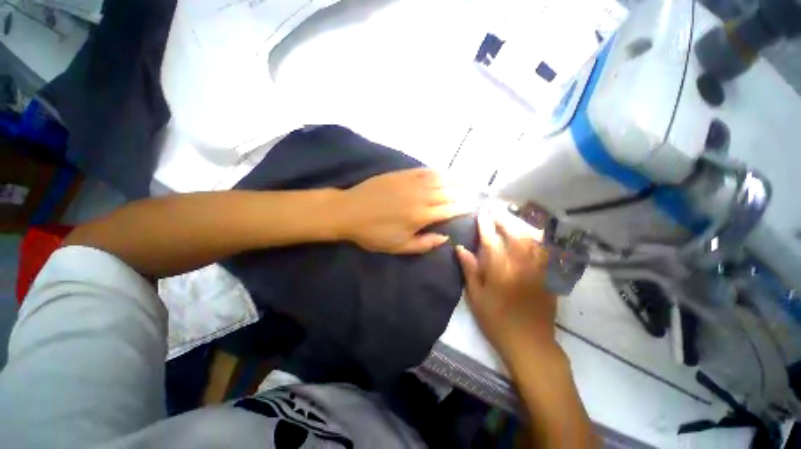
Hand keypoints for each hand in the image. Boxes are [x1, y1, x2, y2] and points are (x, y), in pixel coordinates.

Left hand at [339, 168, 469, 253]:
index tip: (473, 206)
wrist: (349, 211)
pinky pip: (423, 171)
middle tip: (474, 192)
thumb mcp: (398, 247)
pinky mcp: (401, 174)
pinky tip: (443, 171)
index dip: (463, 208)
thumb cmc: (373, 233)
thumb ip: (424, 243)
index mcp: (421, 216)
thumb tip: (445, 237)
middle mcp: (420, 197)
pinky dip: (436, 171)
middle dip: (463, 193)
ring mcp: (410, 183)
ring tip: (466, 179)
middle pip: (448, 193)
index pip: (450, 210)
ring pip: (439, 179)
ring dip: (454, 180)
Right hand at [456, 212, 559, 361]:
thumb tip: (461, 248)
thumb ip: (470, 269)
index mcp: (500, 271)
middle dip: (504, 219)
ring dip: (521, 224)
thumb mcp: (476, 297)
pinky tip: (534, 232)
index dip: (485, 225)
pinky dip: (540, 238)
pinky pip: (546, 250)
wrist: (530, 344)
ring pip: (532, 239)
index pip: (491, 241)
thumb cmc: (496, 321)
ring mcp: (538, 270)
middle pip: (514, 235)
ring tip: (512, 216)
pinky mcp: (548, 276)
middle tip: (495, 210)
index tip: (481, 214)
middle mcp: (521, 266)